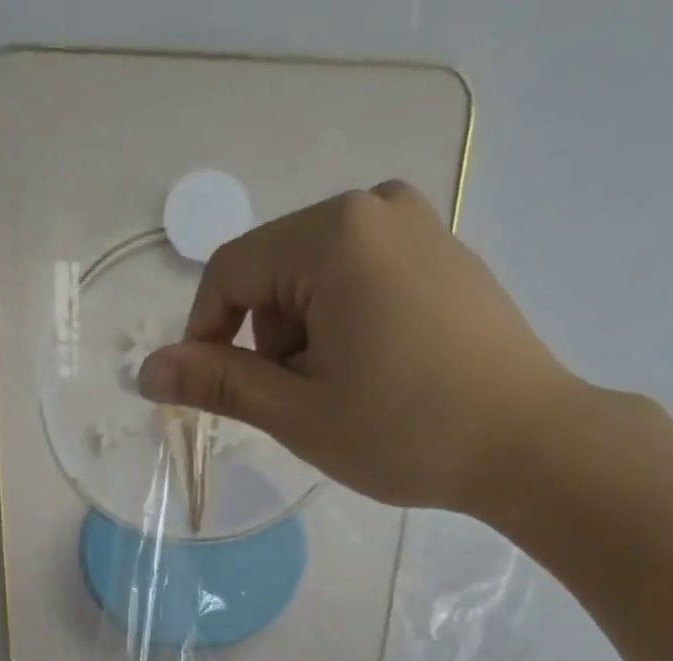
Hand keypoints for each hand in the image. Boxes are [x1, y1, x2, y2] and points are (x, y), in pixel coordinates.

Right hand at [138, 181, 589, 523]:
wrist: (525, 442)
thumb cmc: (403, 431)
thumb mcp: (299, 412)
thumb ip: (220, 383)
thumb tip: (147, 371)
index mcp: (333, 234)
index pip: (230, 273)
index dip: (204, 337)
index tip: (213, 398)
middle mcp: (375, 206)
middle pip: (276, 275)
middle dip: (269, 346)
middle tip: (303, 410)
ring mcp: (419, 226)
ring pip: (319, 283)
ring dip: (308, 344)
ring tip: (347, 400)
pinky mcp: (445, 256)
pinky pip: (365, 283)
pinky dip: (348, 331)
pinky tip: (382, 378)